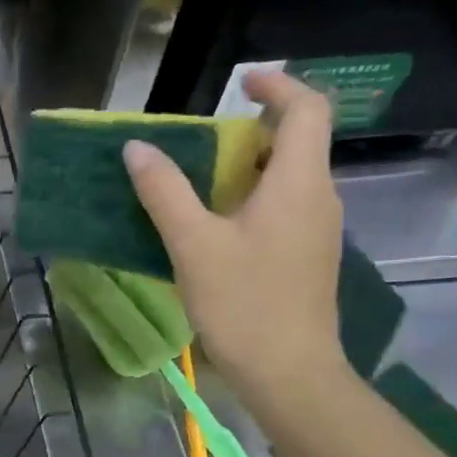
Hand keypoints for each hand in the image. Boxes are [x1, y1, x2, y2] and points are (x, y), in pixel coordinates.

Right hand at [123, 70, 348, 411]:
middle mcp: (319, 198)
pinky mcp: (306, 258)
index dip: (278, 85)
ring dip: (247, 169)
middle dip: (251, 130)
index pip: (308, 109)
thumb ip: (165, 192)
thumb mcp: (194, 245)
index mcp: (300, 183)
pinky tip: (213, 230)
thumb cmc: (244, 304)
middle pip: (297, 142)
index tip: (239, 83)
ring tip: (197, 183)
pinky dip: (251, 201)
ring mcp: (317, 231)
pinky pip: (283, 209)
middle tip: (201, 141)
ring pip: (288, 179)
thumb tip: (137, 148)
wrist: (290, 373)